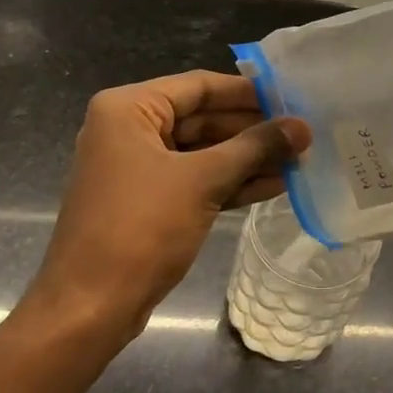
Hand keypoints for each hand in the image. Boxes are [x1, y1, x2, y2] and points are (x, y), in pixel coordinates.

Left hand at [32, 71, 309, 339]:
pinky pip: (196, 180)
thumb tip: (302, 127)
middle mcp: (129, 129)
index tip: (292, 97)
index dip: (248, 92)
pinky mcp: (149, 201)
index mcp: (129, 109)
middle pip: (203, 118)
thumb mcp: (202, 181)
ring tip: (299, 159)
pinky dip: (231, 182)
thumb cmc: (141, 228)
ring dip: (248, 158)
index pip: (199, 86)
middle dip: (253, 130)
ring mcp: (138, 168)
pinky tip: (275, 185)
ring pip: (203, 152)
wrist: (90, 307)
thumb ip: (254, 148)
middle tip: (302, 133)